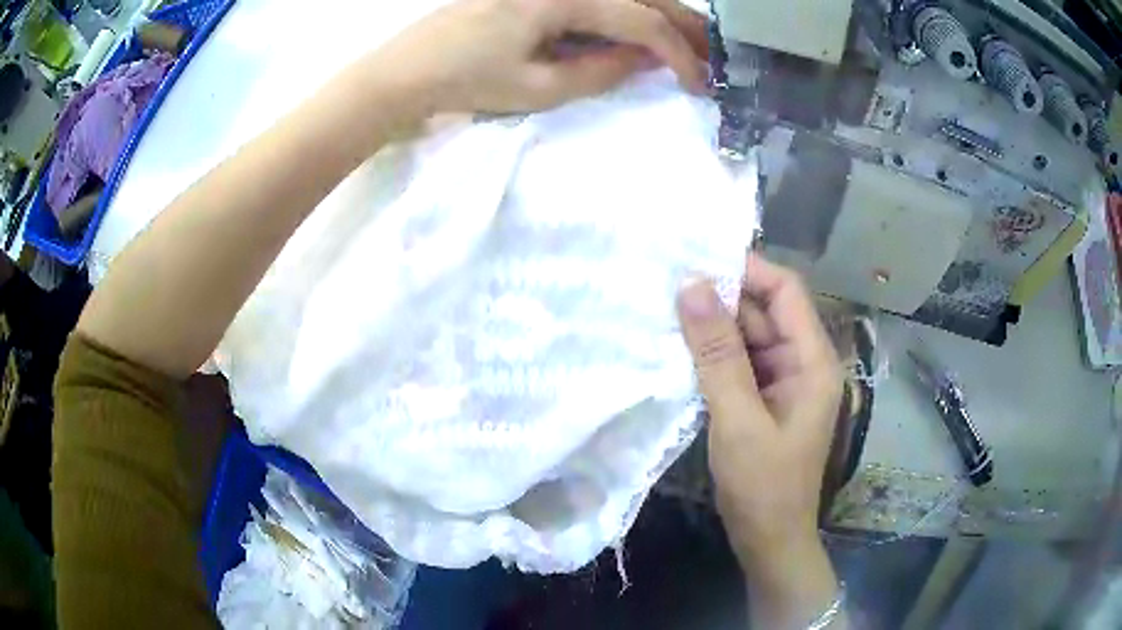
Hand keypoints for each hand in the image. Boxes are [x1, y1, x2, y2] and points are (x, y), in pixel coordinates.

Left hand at [373, 0, 708, 113]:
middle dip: (684, 26)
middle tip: (716, 54)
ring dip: (661, 16)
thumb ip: (601, 70)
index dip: (677, 53)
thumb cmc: (467, 81)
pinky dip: (628, 13)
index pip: (641, 20)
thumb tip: (646, 60)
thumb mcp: (539, 88)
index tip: (700, 84)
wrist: (408, 69)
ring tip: (693, 41)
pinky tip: (644, 29)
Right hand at [676, 254, 842, 564]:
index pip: (786, 291)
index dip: (746, 269)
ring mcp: (783, 380)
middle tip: (667, 285)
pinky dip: (712, 354)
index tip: (695, 260)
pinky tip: (679, 347)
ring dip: (712, 326)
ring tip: (664, 310)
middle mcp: (802, 361)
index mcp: (812, 360)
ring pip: (748, 335)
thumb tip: (691, 287)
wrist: (769, 540)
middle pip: (764, 310)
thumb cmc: (763, 486)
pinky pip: (739, 361)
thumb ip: (716, 354)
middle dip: (721, 297)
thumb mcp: (738, 419)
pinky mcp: (763, 397)